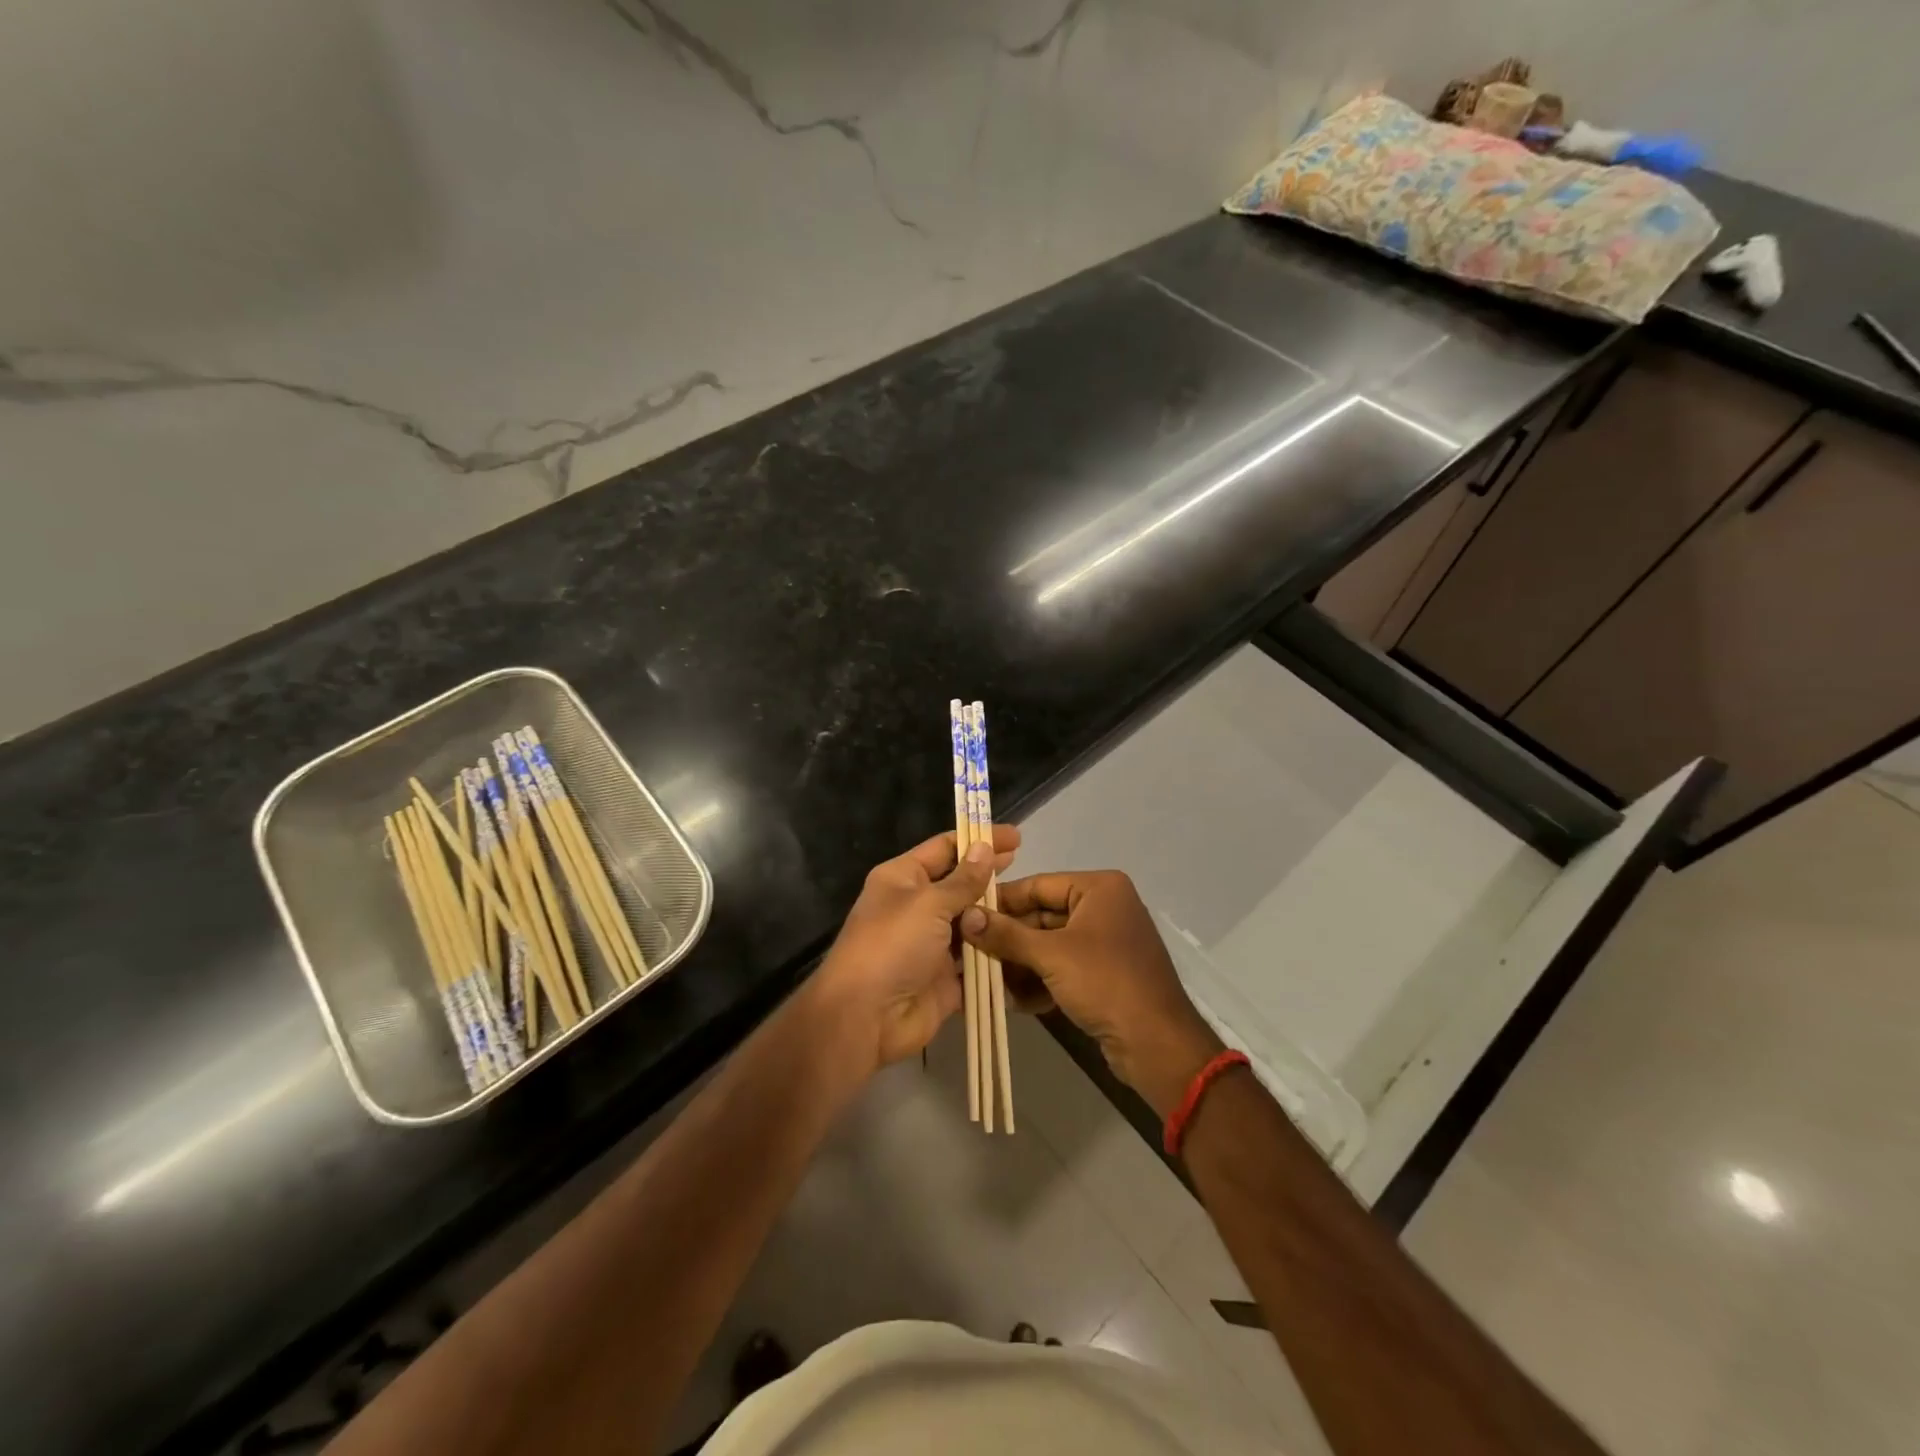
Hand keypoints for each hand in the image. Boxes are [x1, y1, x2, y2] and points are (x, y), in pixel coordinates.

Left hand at [809, 824, 1021, 1073]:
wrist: (865, 1018)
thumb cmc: (892, 946)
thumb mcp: (928, 903)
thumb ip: (963, 879)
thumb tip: (984, 847)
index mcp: (903, 879)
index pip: (945, 848)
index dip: (978, 840)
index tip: (1015, 837)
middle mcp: (918, 907)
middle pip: (961, 885)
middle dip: (991, 877)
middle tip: (1028, 868)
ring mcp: (933, 944)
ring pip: (973, 923)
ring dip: (998, 917)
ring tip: (1036, 907)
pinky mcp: (947, 978)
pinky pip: (978, 962)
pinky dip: (997, 956)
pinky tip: (1028, 945)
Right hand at [960, 870, 1221, 1117]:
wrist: (1157, 1044)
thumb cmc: (1106, 983)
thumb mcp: (1051, 955)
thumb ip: (1006, 935)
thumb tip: (966, 916)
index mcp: (1099, 888)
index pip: (1038, 885)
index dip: (1002, 901)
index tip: (965, 915)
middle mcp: (1104, 907)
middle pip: (1042, 916)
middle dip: (1009, 940)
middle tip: (970, 954)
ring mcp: (1106, 942)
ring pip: (1049, 945)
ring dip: (1021, 964)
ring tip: (989, 982)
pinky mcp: (1105, 974)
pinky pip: (1063, 968)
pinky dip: (1041, 981)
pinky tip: (1016, 1001)